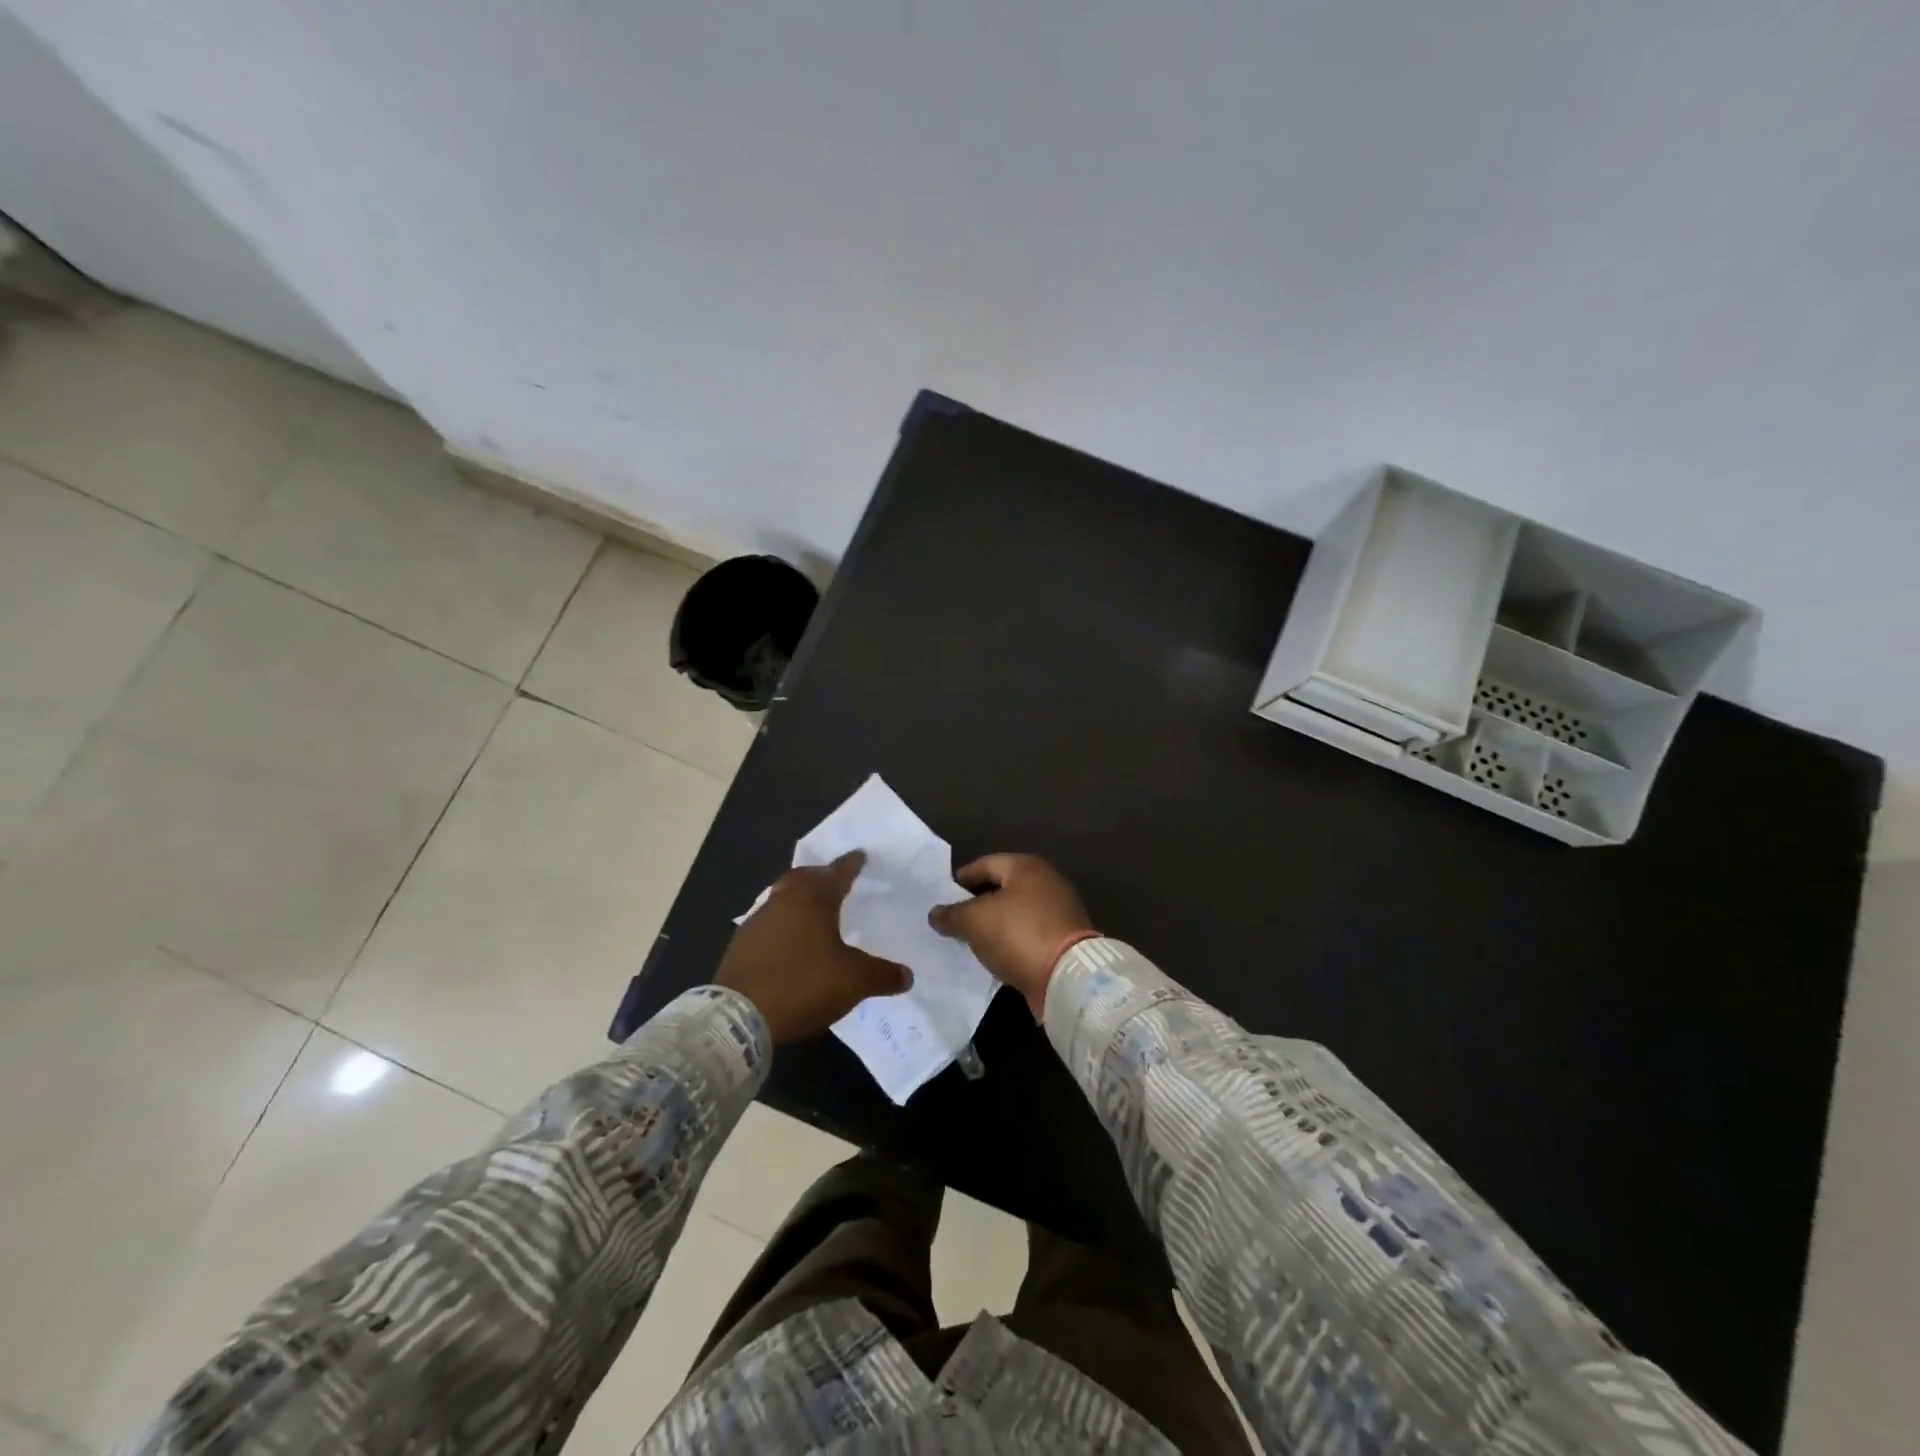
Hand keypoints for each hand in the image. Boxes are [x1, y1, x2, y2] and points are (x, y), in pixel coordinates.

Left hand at [715, 851, 911, 1044]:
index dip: (852, 864)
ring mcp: (758, 920)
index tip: (861, 855)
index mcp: (813, 899)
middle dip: (820, 875)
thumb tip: (907, 976)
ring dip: (798, 898)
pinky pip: (768, 921)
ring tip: (813, 910)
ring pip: (782, 896)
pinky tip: (789, 940)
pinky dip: (782, 922)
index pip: (837, 872)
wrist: (738, 1016)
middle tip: (834, 880)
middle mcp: (784, 900)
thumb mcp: (853, 982)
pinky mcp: (741, 943)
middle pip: (804, 877)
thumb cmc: (803, 985)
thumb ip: (882, 975)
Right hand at [928, 853, 1093, 1019]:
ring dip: (994, 925)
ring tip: (969, 940)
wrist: (1067, 976)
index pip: (985, 864)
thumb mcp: (975, 921)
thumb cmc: (1018, 934)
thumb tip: (936, 913)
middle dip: (976, 904)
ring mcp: (1059, 912)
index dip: (961, 879)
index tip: (941, 896)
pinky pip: (1028, 935)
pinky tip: (994, 956)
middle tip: (952, 920)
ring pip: (1015, 913)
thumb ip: (952, 914)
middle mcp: (1047, 882)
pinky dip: (1010, 942)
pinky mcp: (1064, 940)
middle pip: (1002, 888)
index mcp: (1027, 866)